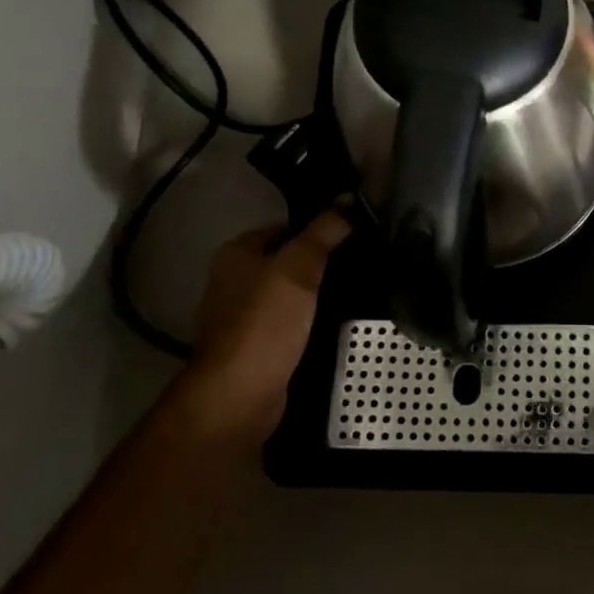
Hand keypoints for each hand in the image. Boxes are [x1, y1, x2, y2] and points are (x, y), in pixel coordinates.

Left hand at [185, 209, 350, 444]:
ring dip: (315, 294)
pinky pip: (289, 323)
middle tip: (360, 261)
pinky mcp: (256, 347)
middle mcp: (233, 281)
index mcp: (236, 254)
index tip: (353, 232)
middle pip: (286, 260)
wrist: (240, 395)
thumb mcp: (300, 266)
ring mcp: (242, 317)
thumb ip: (324, 231)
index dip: (317, 227)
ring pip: (289, 293)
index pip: (284, 227)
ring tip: (356, 289)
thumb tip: (349, 199)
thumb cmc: (265, 322)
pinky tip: (335, 322)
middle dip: (319, 262)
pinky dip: (308, 321)